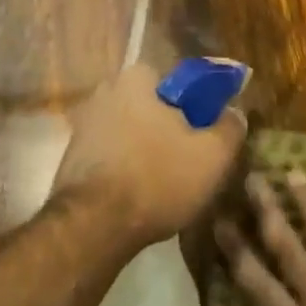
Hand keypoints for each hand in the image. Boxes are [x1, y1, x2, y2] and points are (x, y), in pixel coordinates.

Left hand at [49, 63, 246, 248]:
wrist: (92, 227)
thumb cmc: (157, 179)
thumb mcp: (212, 156)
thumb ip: (230, 128)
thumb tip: (234, 113)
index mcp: (136, 78)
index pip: (176, 81)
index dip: (196, 106)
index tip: (206, 133)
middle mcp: (105, 91)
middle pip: (152, 106)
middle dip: (170, 128)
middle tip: (190, 160)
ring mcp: (84, 124)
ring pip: (131, 132)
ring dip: (147, 151)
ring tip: (167, 184)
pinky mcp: (72, 157)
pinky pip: (112, 155)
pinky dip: (126, 169)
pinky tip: (139, 196)